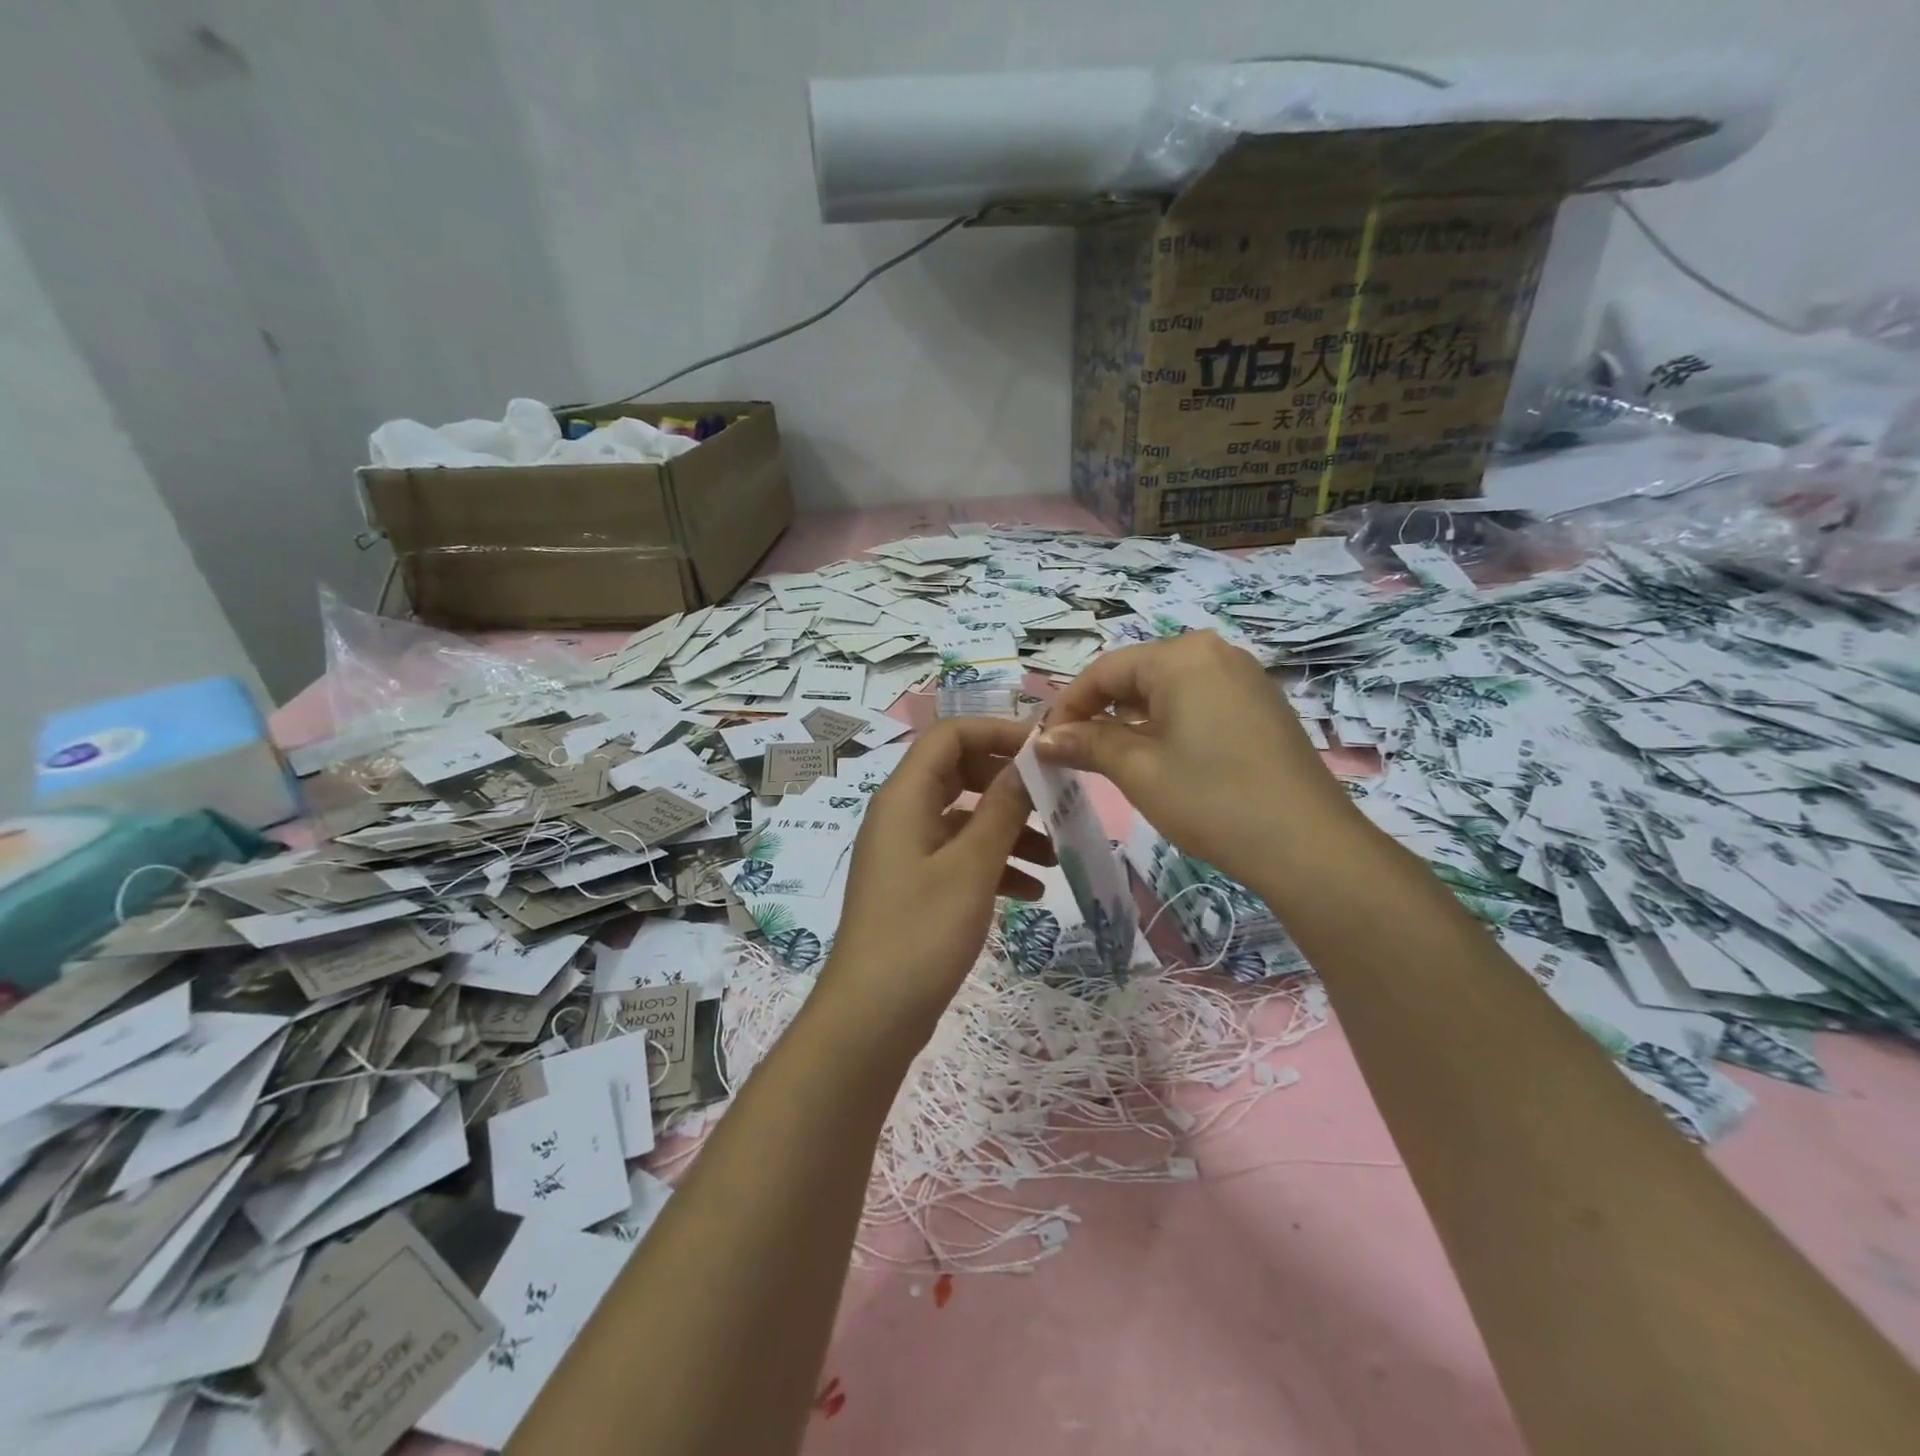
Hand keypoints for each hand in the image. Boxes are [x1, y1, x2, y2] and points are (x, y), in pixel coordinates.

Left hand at [816, 718, 1053, 1045]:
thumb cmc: (921, 933)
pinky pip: (959, 857)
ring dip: (1009, 829)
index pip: (948, 735)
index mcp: (904, 797)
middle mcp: (901, 815)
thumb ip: (1002, 809)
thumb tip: (1027, 762)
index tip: (1043, 749)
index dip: (996, 732)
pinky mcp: (916, 886)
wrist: (873, 1016)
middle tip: (1055, 799)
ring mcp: (907, 852)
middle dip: (1008, 784)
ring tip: (1056, 856)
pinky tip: (1032, 891)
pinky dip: (994, 865)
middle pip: (959, 774)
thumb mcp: (971, 867)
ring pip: (964, 819)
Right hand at [1035, 632, 1358, 889]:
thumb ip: (1087, 743)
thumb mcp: (1138, 770)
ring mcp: (1244, 678)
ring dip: (1132, 721)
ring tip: (1111, 760)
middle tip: (1074, 754)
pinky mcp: (1261, 706)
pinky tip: (1160, 759)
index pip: (1105, 670)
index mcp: (1182, 656)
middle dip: (1100, 713)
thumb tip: (1043, 738)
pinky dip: (1168, 725)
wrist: (1306, 845)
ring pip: (1168, 690)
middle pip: (1137, 675)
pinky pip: (1198, 703)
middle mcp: (1215, 653)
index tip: (1045, 743)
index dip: (1068, 706)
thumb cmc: (1211, 799)